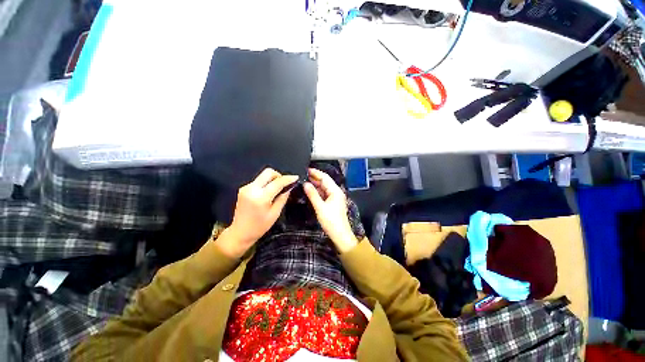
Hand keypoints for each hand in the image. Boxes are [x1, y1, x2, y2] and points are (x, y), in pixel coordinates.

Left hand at [219, 168, 297, 257]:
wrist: (240, 233)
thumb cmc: (259, 226)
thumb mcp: (275, 213)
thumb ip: (283, 198)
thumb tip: (289, 187)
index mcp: (260, 197)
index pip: (277, 182)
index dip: (288, 178)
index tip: (296, 178)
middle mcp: (252, 189)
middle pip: (268, 172)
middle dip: (279, 175)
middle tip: (284, 184)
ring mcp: (246, 188)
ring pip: (263, 175)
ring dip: (272, 179)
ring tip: (277, 190)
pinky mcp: (244, 189)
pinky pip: (258, 181)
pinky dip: (266, 183)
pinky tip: (269, 193)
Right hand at [303, 168, 357, 252]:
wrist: (340, 235)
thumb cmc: (332, 221)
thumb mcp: (320, 207)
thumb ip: (312, 195)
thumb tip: (305, 184)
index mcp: (335, 191)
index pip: (325, 177)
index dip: (316, 172)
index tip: (306, 169)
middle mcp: (336, 192)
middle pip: (325, 182)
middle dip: (315, 177)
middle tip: (303, 175)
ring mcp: (334, 197)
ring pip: (324, 188)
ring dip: (315, 184)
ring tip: (305, 181)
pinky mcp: (332, 203)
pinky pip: (324, 194)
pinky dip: (317, 191)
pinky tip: (310, 190)